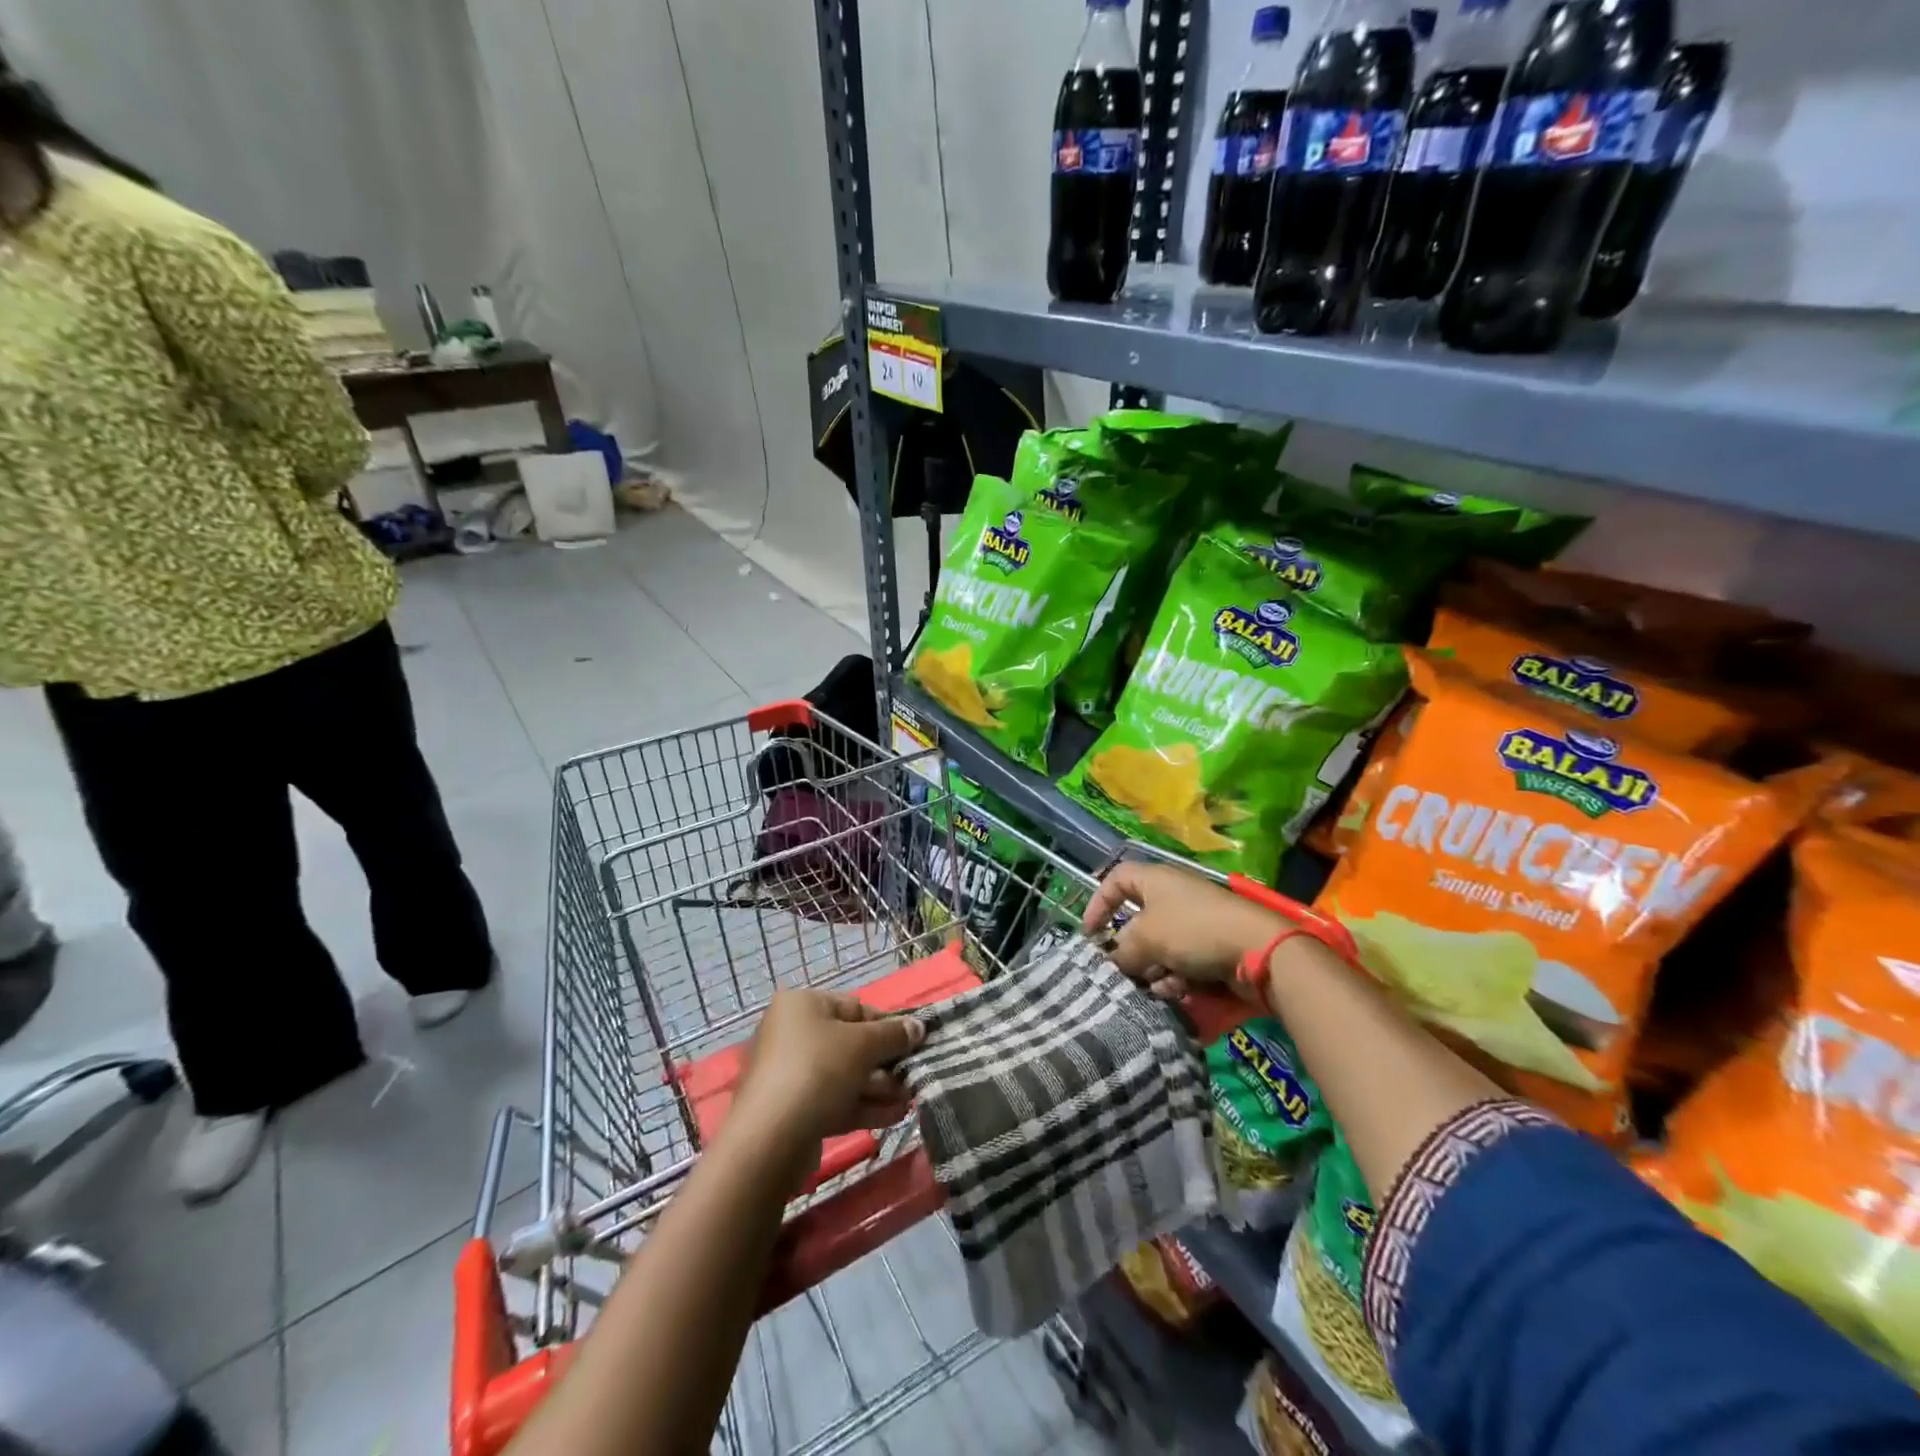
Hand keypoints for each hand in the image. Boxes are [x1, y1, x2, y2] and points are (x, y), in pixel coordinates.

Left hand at [728, 990, 925, 1171]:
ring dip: (879, 1087)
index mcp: (801, 1005)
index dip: (887, 1024)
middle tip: (913, 1076)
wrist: (771, 1139)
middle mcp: (792, 1034)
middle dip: (885, 1062)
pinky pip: (835, 1100)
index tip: (913, 1042)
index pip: (854, 1007)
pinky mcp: (794, 1110)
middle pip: (850, 1043)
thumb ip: (894, 1034)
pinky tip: (894, 1116)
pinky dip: (863, 1106)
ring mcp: (791, 1074)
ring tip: (910, 1100)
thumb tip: (918, 1027)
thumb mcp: (863, 1045)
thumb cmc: (817, 1070)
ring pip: (844, 1075)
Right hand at [1082, 860, 1285, 1002]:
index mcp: (1155, 880)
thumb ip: (1122, 950)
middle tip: (1123, 971)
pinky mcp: (1211, 946)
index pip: (1116, 880)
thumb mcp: (1146, 938)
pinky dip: (1176, 976)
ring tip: (1155, 987)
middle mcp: (1173, 896)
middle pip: (1138, 921)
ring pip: (1159, 947)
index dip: (1099, 903)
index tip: (1090, 933)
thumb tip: (1113, 962)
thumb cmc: (1193, 930)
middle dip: (1130, 950)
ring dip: (1153, 969)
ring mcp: (1194, 922)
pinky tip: (1177, 991)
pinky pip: (1182, 960)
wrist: (1258, 949)